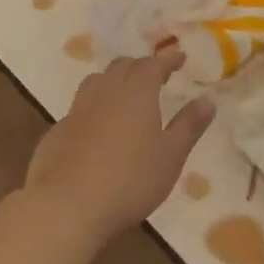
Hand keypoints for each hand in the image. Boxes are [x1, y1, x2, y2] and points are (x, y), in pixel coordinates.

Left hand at [20, 49, 214, 246]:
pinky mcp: (57, 132)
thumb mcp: (170, 156)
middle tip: (154, 74)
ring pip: (96, 82)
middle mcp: (104, 93)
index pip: (152, 65)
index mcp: (136, 94)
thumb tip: (207, 100)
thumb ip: (188, 126)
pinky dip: (94, 106)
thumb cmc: (130, 180)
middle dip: (140, 66)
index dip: (167, 59)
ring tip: (124, 92)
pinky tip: (97, 126)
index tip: (179, 57)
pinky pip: (79, 107)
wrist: (67, 207)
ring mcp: (77, 111)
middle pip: (121, 67)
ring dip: (113, 80)